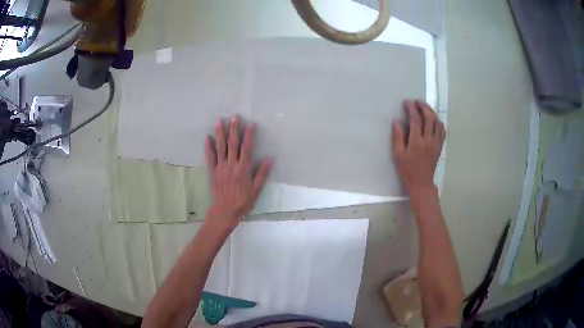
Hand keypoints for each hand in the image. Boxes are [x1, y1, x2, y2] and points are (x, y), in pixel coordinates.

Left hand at [204, 116, 271, 230]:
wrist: (225, 211)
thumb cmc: (243, 201)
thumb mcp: (256, 189)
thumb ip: (262, 173)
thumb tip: (270, 158)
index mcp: (243, 168)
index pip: (247, 148)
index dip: (249, 135)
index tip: (251, 124)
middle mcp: (231, 164)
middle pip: (233, 144)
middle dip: (233, 129)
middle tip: (233, 117)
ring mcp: (221, 167)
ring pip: (220, 147)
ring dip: (220, 134)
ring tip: (219, 121)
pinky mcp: (213, 171)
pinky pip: (210, 157)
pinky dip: (209, 147)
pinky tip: (207, 138)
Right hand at [392, 100, 445, 194]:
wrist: (421, 183)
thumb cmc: (407, 170)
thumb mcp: (398, 155)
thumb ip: (398, 137)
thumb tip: (397, 121)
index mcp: (417, 142)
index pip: (416, 120)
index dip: (411, 108)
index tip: (407, 102)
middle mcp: (428, 140)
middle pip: (429, 118)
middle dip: (423, 107)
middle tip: (417, 102)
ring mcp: (436, 143)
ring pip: (437, 122)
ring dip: (432, 112)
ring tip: (425, 108)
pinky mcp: (439, 146)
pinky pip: (442, 131)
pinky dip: (439, 122)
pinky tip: (434, 120)